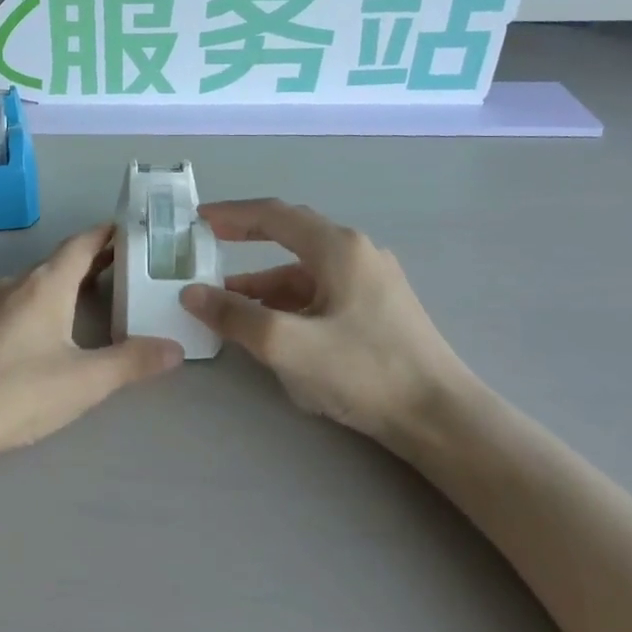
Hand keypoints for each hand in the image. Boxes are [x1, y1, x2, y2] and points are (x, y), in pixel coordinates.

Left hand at [0, 225, 183, 466]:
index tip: (128, 230)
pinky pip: (6, 307)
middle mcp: (12, 285)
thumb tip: (175, 349)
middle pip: (56, 264)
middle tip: (120, 270)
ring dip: (58, 288)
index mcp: (44, 286)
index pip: (80, 245)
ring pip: (29, 287)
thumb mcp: (85, 382)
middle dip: (88, 264)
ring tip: (83, 305)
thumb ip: (132, 363)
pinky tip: (33, 339)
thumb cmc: (18, 392)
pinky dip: (30, 309)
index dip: (105, 234)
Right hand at [180, 200, 476, 460]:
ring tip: (227, 305)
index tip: (198, 219)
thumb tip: (191, 293)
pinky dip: (287, 304)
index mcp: (337, 248)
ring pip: (304, 272)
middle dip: (246, 242)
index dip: (232, 214)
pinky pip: (319, 294)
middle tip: (208, 247)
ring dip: (263, 284)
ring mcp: (370, 282)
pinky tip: (270, 329)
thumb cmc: (363, 370)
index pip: (274, 215)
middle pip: (290, 237)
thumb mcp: (286, 344)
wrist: (439, 418)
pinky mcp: (376, 310)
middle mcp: (356, 254)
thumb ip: (234, 315)